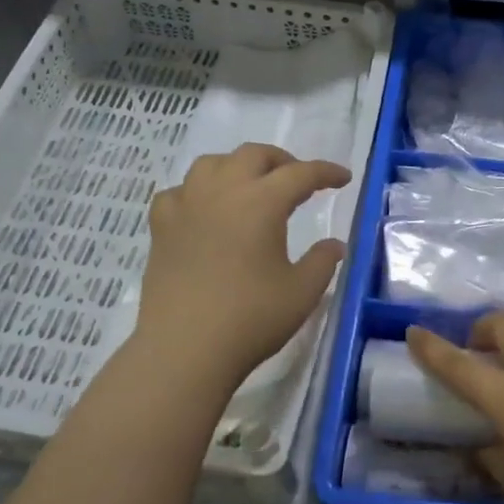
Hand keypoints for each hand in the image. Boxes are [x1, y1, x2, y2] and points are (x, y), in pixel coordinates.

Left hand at [134, 144, 351, 389]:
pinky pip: (178, 192)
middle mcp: (222, 192)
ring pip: (211, 163)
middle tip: (298, 180)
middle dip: (281, 161)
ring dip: (237, 166)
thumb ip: (323, 262)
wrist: (185, 349)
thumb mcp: (302, 292)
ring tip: (250, 186)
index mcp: (261, 202)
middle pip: (253, 155)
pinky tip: (202, 210)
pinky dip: (196, 192)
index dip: (326, 172)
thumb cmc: (251, 318)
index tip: (342, 178)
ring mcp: (186, 206)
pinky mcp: (161, 228)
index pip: (300, 174)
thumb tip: (334, 245)